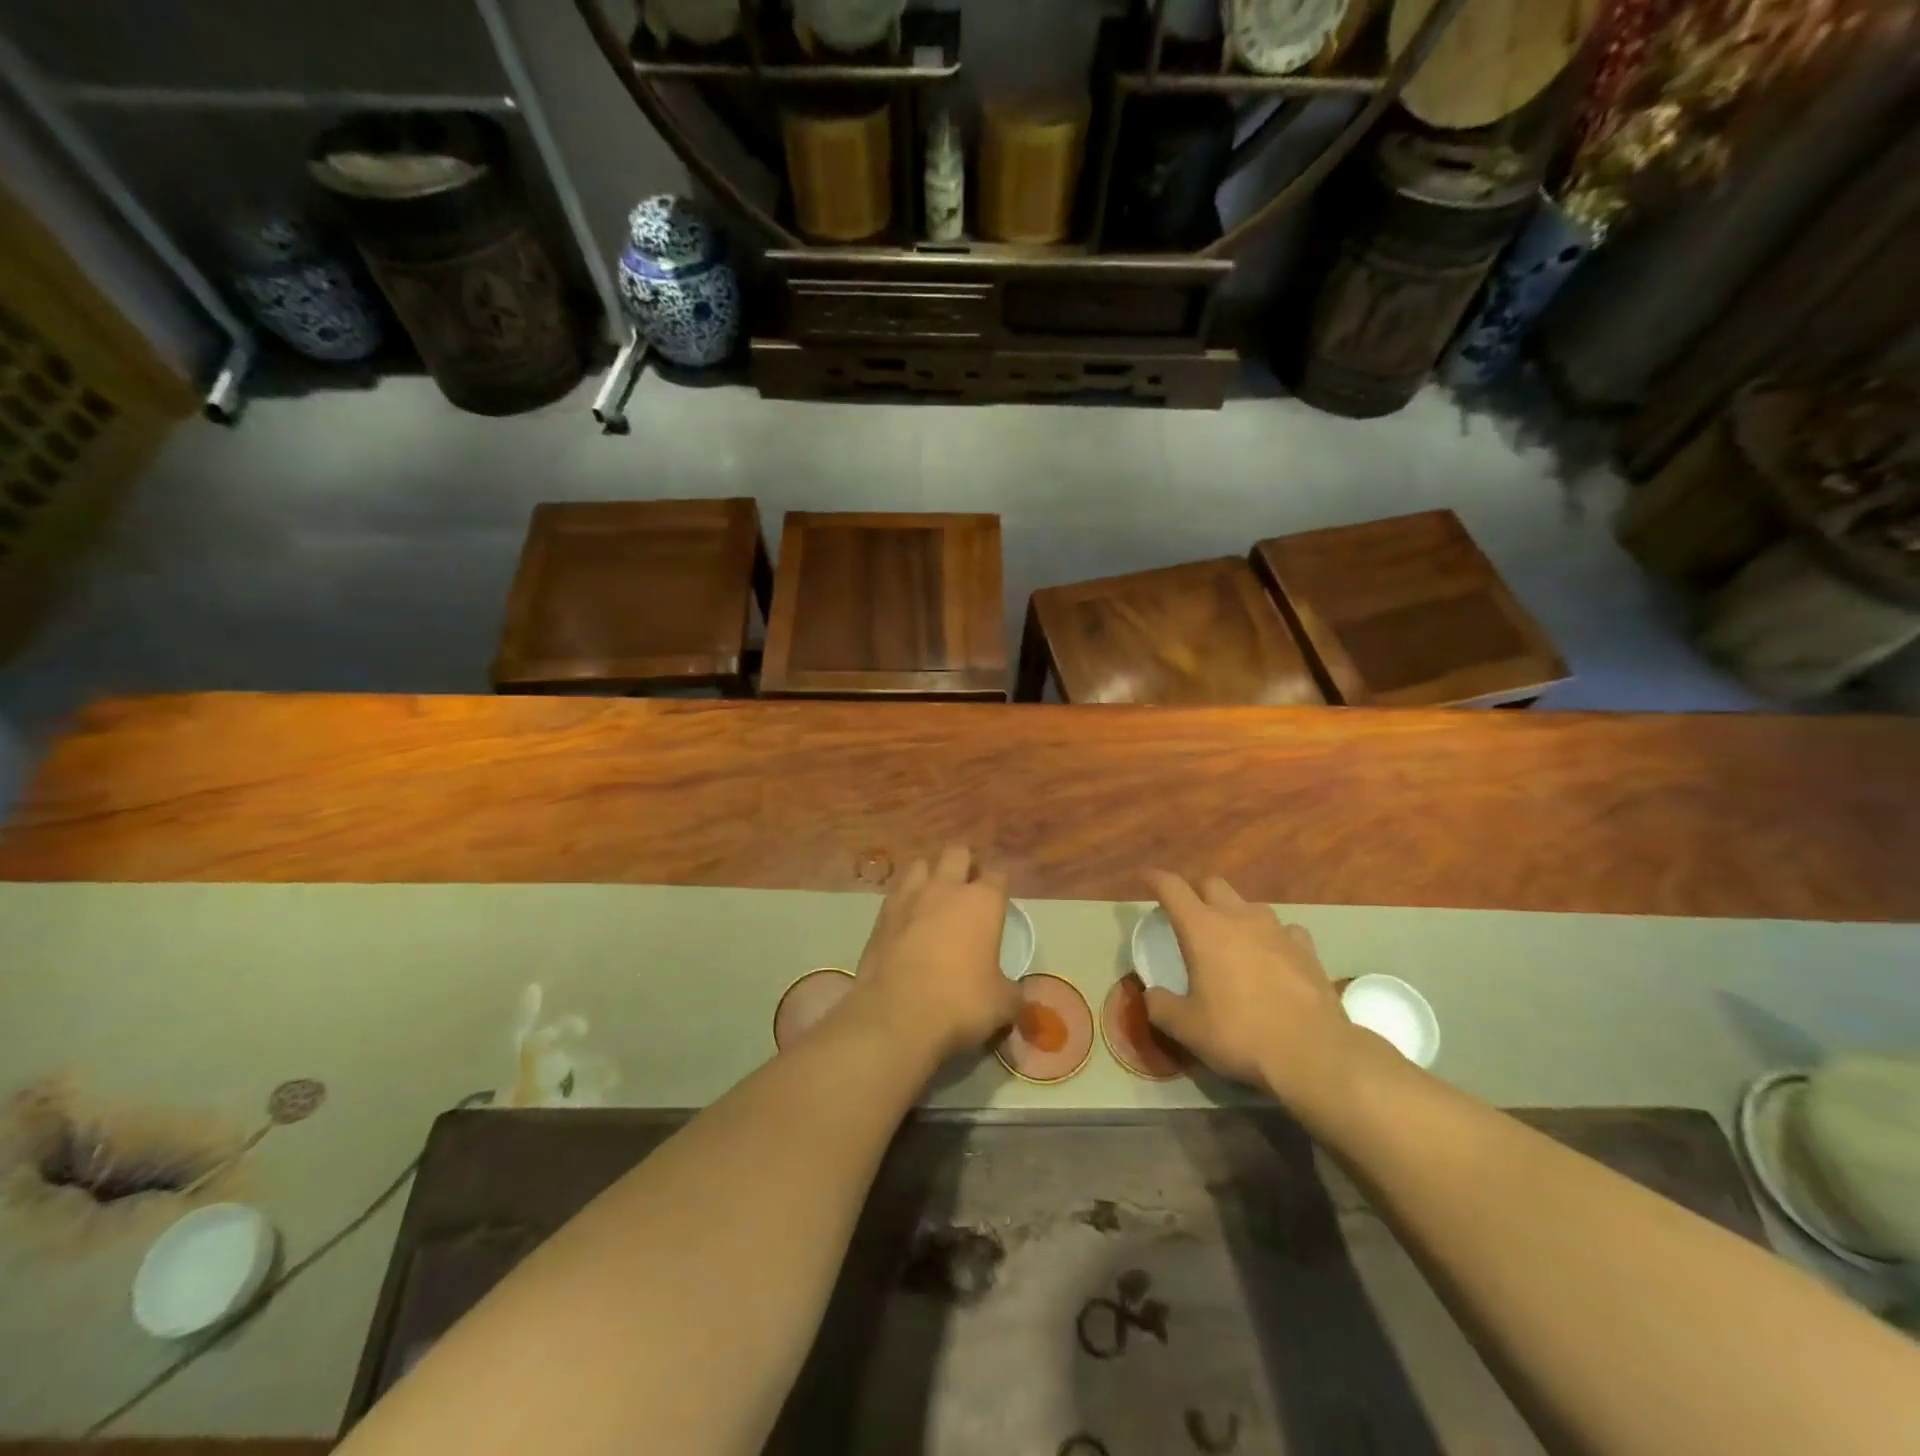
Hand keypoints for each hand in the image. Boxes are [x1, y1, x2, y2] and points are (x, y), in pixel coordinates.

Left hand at [847, 845, 1020, 1063]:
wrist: (897, 1015)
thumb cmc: (961, 1002)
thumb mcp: (1002, 1004)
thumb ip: (1012, 990)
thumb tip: (1014, 992)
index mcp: (982, 901)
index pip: (998, 876)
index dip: (1000, 887)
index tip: (999, 903)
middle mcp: (946, 888)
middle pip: (958, 854)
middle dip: (965, 865)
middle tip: (967, 890)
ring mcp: (909, 897)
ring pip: (921, 864)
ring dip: (930, 875)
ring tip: (933, 897)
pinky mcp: (881, 915)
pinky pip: (896, 892)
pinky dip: (904, 899)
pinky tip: (907, 919)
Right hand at [1142, 871, 1375, 1108]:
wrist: (1313, 1053)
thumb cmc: (1239, 1034)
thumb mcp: (1185, 1028)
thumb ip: (1160, 1006)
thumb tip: (1151, 994)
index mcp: (1202, 929)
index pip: (1172, 888)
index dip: (1155, 878)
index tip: (1144, 878)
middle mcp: (1238, 918)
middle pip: (1212, 884)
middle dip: (1195, 890)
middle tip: (1186, 911)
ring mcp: (1277, 930)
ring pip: (1249, 904)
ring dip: (1234, 913)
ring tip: (1230, 936)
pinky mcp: (1306, 949)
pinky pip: (1284, 930)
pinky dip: (1271, 937)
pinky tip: (1272, 956)